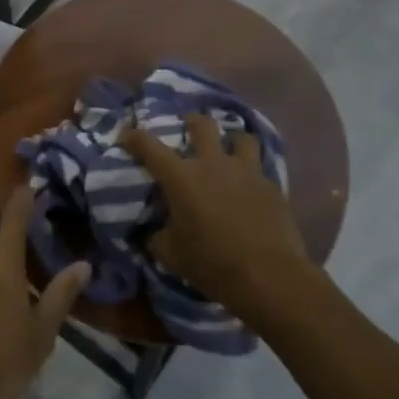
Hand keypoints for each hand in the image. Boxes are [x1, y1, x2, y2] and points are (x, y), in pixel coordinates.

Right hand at [121, 112, 308, 316]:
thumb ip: (158, 236)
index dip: (134, 137)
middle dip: (192, 122)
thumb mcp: (171, 254)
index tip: (126, 135)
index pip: (149, 146)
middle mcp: (213, 164)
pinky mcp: (272, 186)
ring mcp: (246, 171)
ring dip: (231, 140)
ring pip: (241, 137)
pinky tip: (250, 186)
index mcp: (181, 177)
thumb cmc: (212, 263)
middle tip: (188, 128)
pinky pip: (259, 168)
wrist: (268, 276)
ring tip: (228, 150)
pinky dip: (251, 171)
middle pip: (202, 125)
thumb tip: (154, 232)